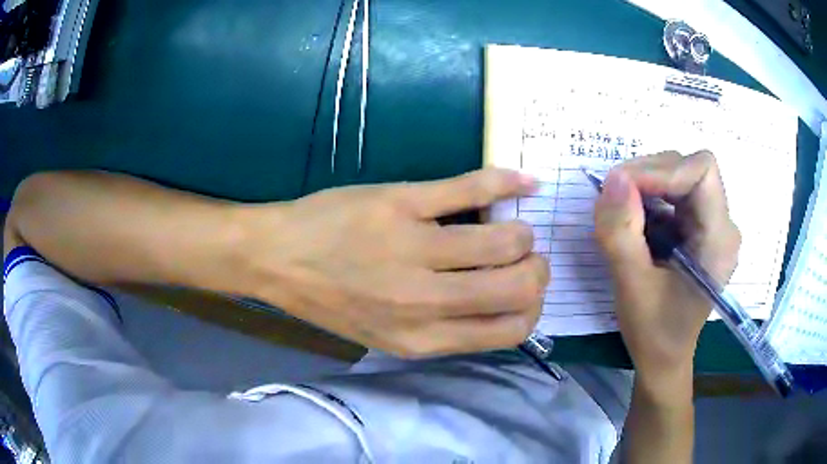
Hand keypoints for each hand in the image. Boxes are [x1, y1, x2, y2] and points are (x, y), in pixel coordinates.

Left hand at [242, 168, 549, 357]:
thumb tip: (500, 306)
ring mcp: (413, 248)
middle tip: (524, 255)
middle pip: (519, 287)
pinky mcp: (402, 202)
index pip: (511, 330)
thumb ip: (445, 330)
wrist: (277, 258)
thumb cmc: (330, 301)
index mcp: (423, 339)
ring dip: (521, 232)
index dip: (531, 307)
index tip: (525, 289)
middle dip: (536, 269)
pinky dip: (508, 181)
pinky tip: (524, 180)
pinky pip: (473, 188)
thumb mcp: (387, 335)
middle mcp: (424, 302)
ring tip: (509, 225)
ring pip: (506, 240)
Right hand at [593, 151, 740, 394]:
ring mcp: (713, 224)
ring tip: (622, 214)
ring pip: (680, 175)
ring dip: (646, 185)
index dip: (663, 170)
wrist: (665, 357)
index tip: (623, 188)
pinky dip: (649, 198)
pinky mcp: (700, 227)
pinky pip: (675, 193)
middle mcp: (723, 225)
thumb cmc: (654, 332)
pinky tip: (635, 222)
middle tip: (614, 200)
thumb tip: (612, 179)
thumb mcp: (631, 287)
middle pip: (689, 168)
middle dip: (649, 175)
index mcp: (719, 240)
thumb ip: (621, 233)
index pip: (702, 171)